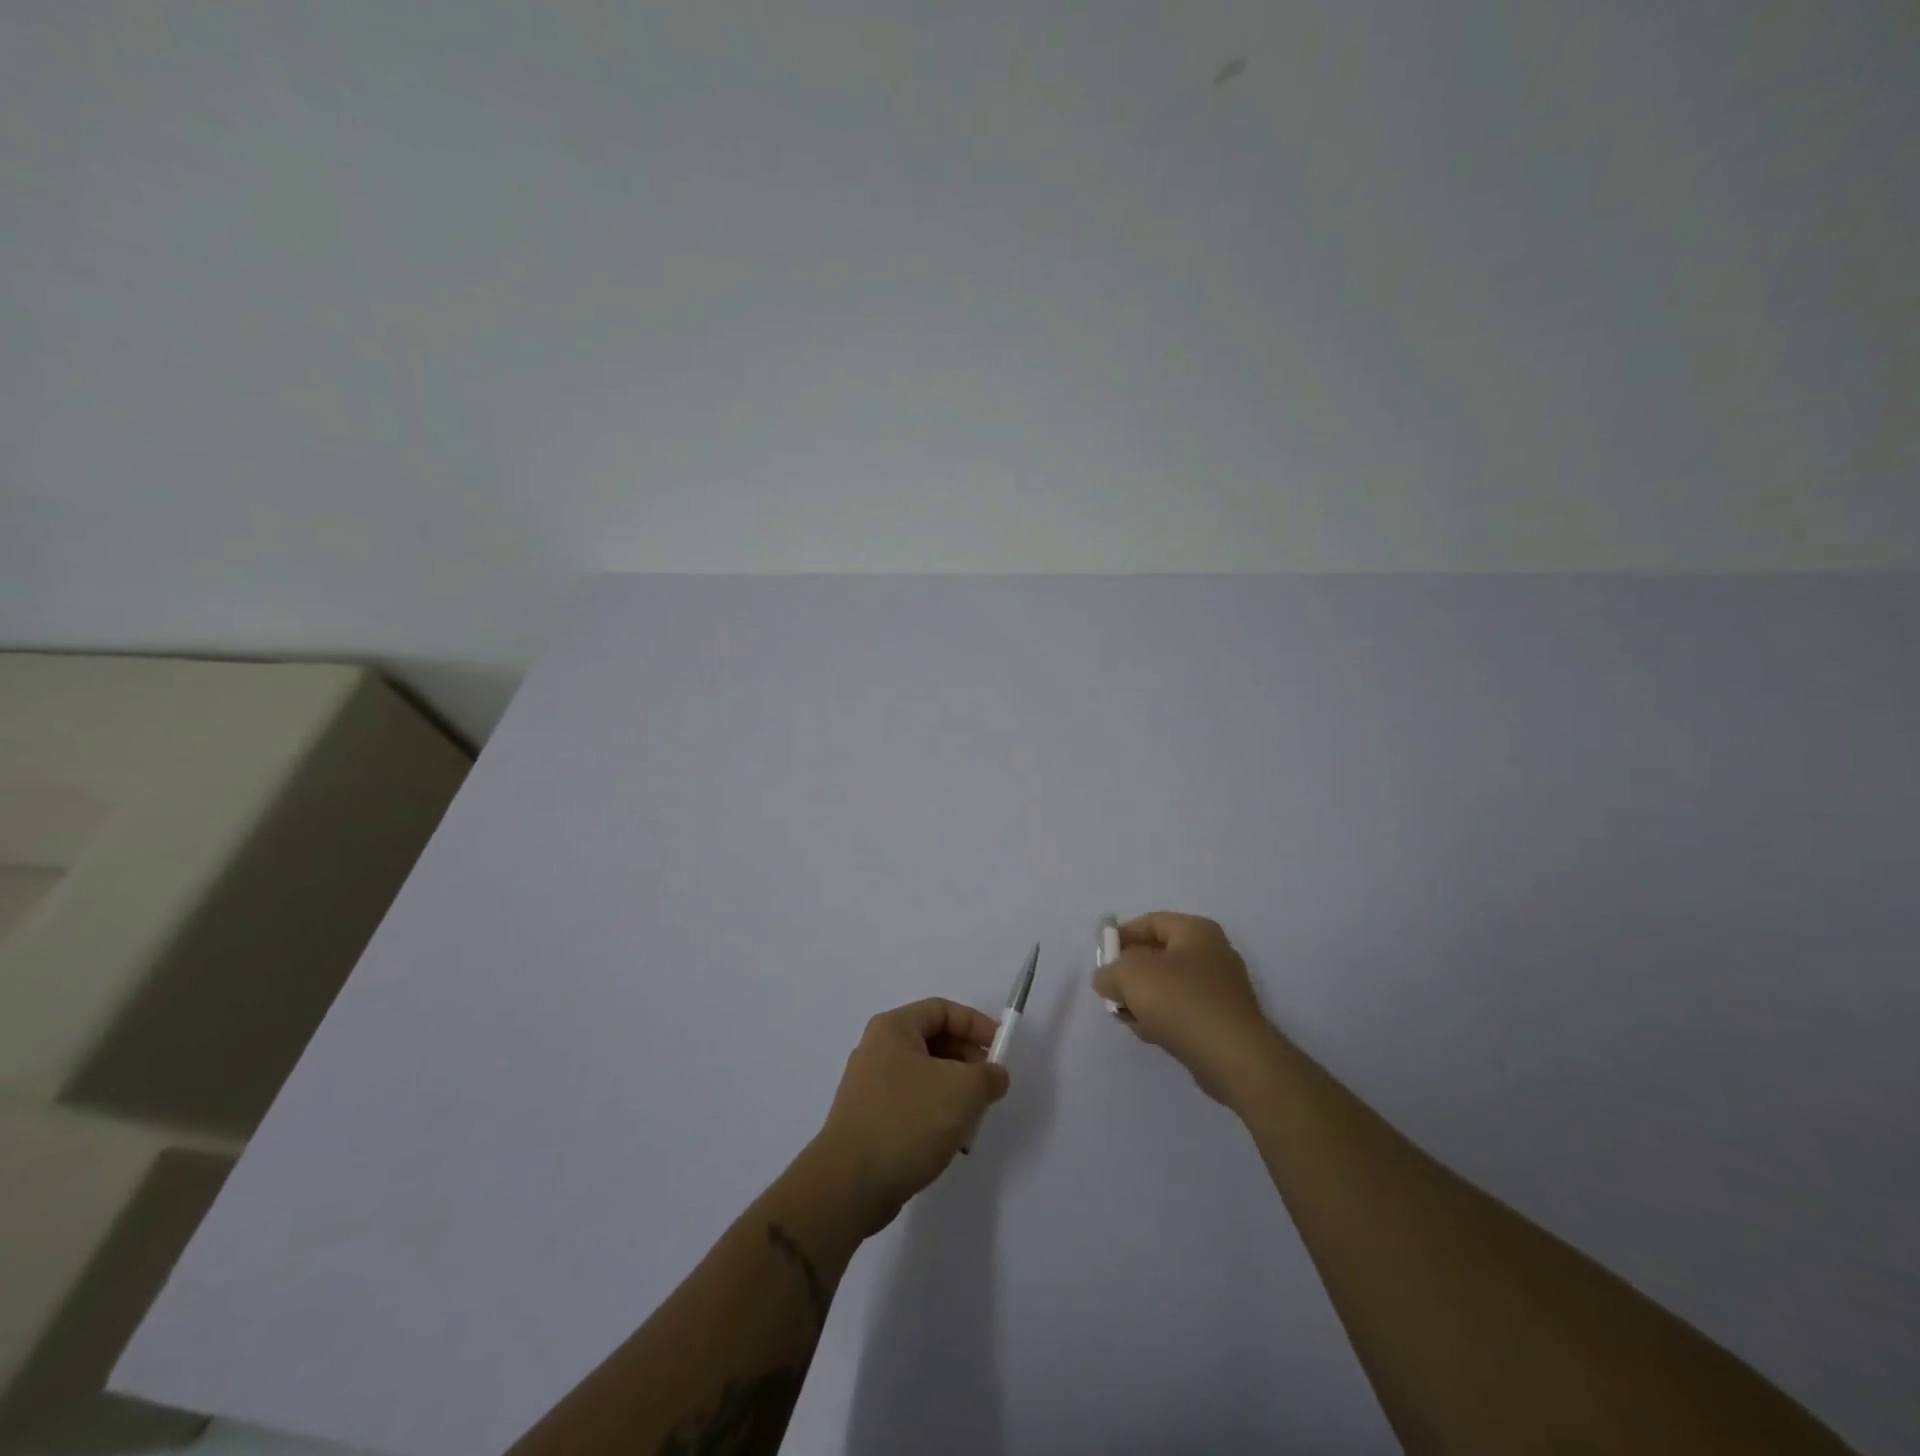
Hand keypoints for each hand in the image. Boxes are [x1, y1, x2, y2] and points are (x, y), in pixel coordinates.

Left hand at [809, 998, 1010, 1235]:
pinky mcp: (869, 1120)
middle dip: (967, 1060)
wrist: (850, 1185)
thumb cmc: (908, 1121)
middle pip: (933, 1041)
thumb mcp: (963, 1090)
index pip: (942, 1010)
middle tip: (990, 1086)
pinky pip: (912, 1104)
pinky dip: (936, 1114)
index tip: (1001, 1050)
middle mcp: (877, 1050)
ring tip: (973, 1118)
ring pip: (925, 1076)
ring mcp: (870, 1086)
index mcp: (893, 1029)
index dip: (976, 1024)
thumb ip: (988, 1075)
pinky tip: (950, 1140)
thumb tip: (994, 1075)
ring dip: (955, 1091)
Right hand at [1092, 912, 1284, 1106]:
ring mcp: (1220, 988)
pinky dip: (1162, 1017)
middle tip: (1110, 990)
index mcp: (1196, 931)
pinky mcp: (1222, 1020)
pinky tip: (1147, 1033)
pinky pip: (1182, 1010)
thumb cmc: (1181, 1002)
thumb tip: (1106, 979)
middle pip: (1159, 954)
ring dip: (1143, 999)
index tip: (1102, 957)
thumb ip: (1109, 972)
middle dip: (1130, 972)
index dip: (1122, 936)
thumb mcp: (1131, 978)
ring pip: (1169, 985)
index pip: (1151, 922)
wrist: (1234, 1058)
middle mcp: (1212, 953)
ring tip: (1125, 1016)